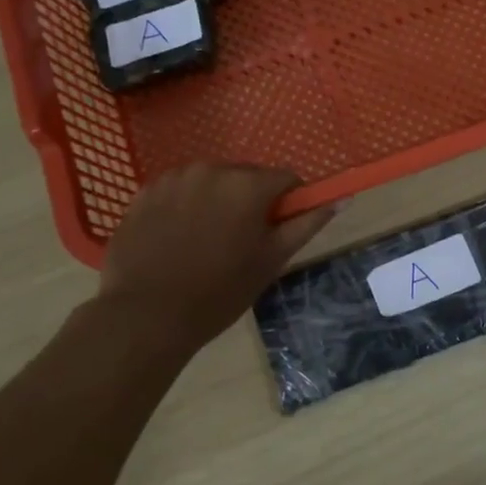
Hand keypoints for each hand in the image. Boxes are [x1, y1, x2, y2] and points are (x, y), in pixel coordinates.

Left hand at [98, 164, 335, 346]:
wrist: (146, 315)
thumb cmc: (219, 292)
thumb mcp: (271, 260)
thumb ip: (306, 224)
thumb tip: (341, 199)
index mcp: (248, 185)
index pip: (286, 178)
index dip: (288, 203)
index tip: (278, 230)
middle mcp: (212, 169)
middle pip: (246, 176)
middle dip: (250, 200)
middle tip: (241, 241)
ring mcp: (174, 178)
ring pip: (211, 181)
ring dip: (217, 201)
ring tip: (205, 241)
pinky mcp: (144, 191)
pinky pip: (179, 190)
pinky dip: (185, 206)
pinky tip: (176, 239)